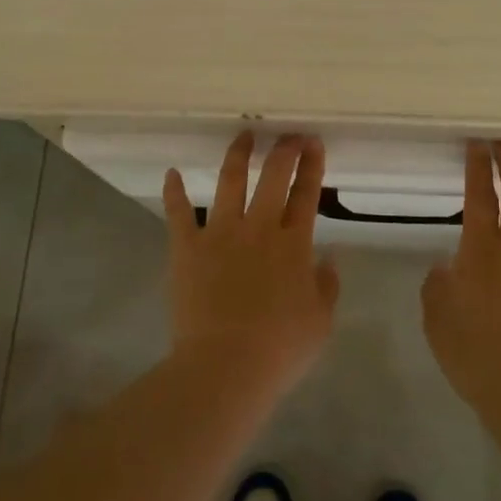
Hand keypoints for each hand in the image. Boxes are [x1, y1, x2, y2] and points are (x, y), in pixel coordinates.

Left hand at [162, 132, 339, 397]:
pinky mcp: (187, 247)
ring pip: (229, 181)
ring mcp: (220, 233)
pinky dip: (174, 192)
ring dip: (238, 155)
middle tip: (288, 135)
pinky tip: (172, 173)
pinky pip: (178, 213)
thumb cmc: (279, 348)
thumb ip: (326, 286)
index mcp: (293, 244)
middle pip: (273, 176)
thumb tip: (328, 260)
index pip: (306, 194)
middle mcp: (258, 227)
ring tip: (243, 136)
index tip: (313, 142)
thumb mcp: (320, 322)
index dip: (312, 166)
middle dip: (283, 149)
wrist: (225, 365)